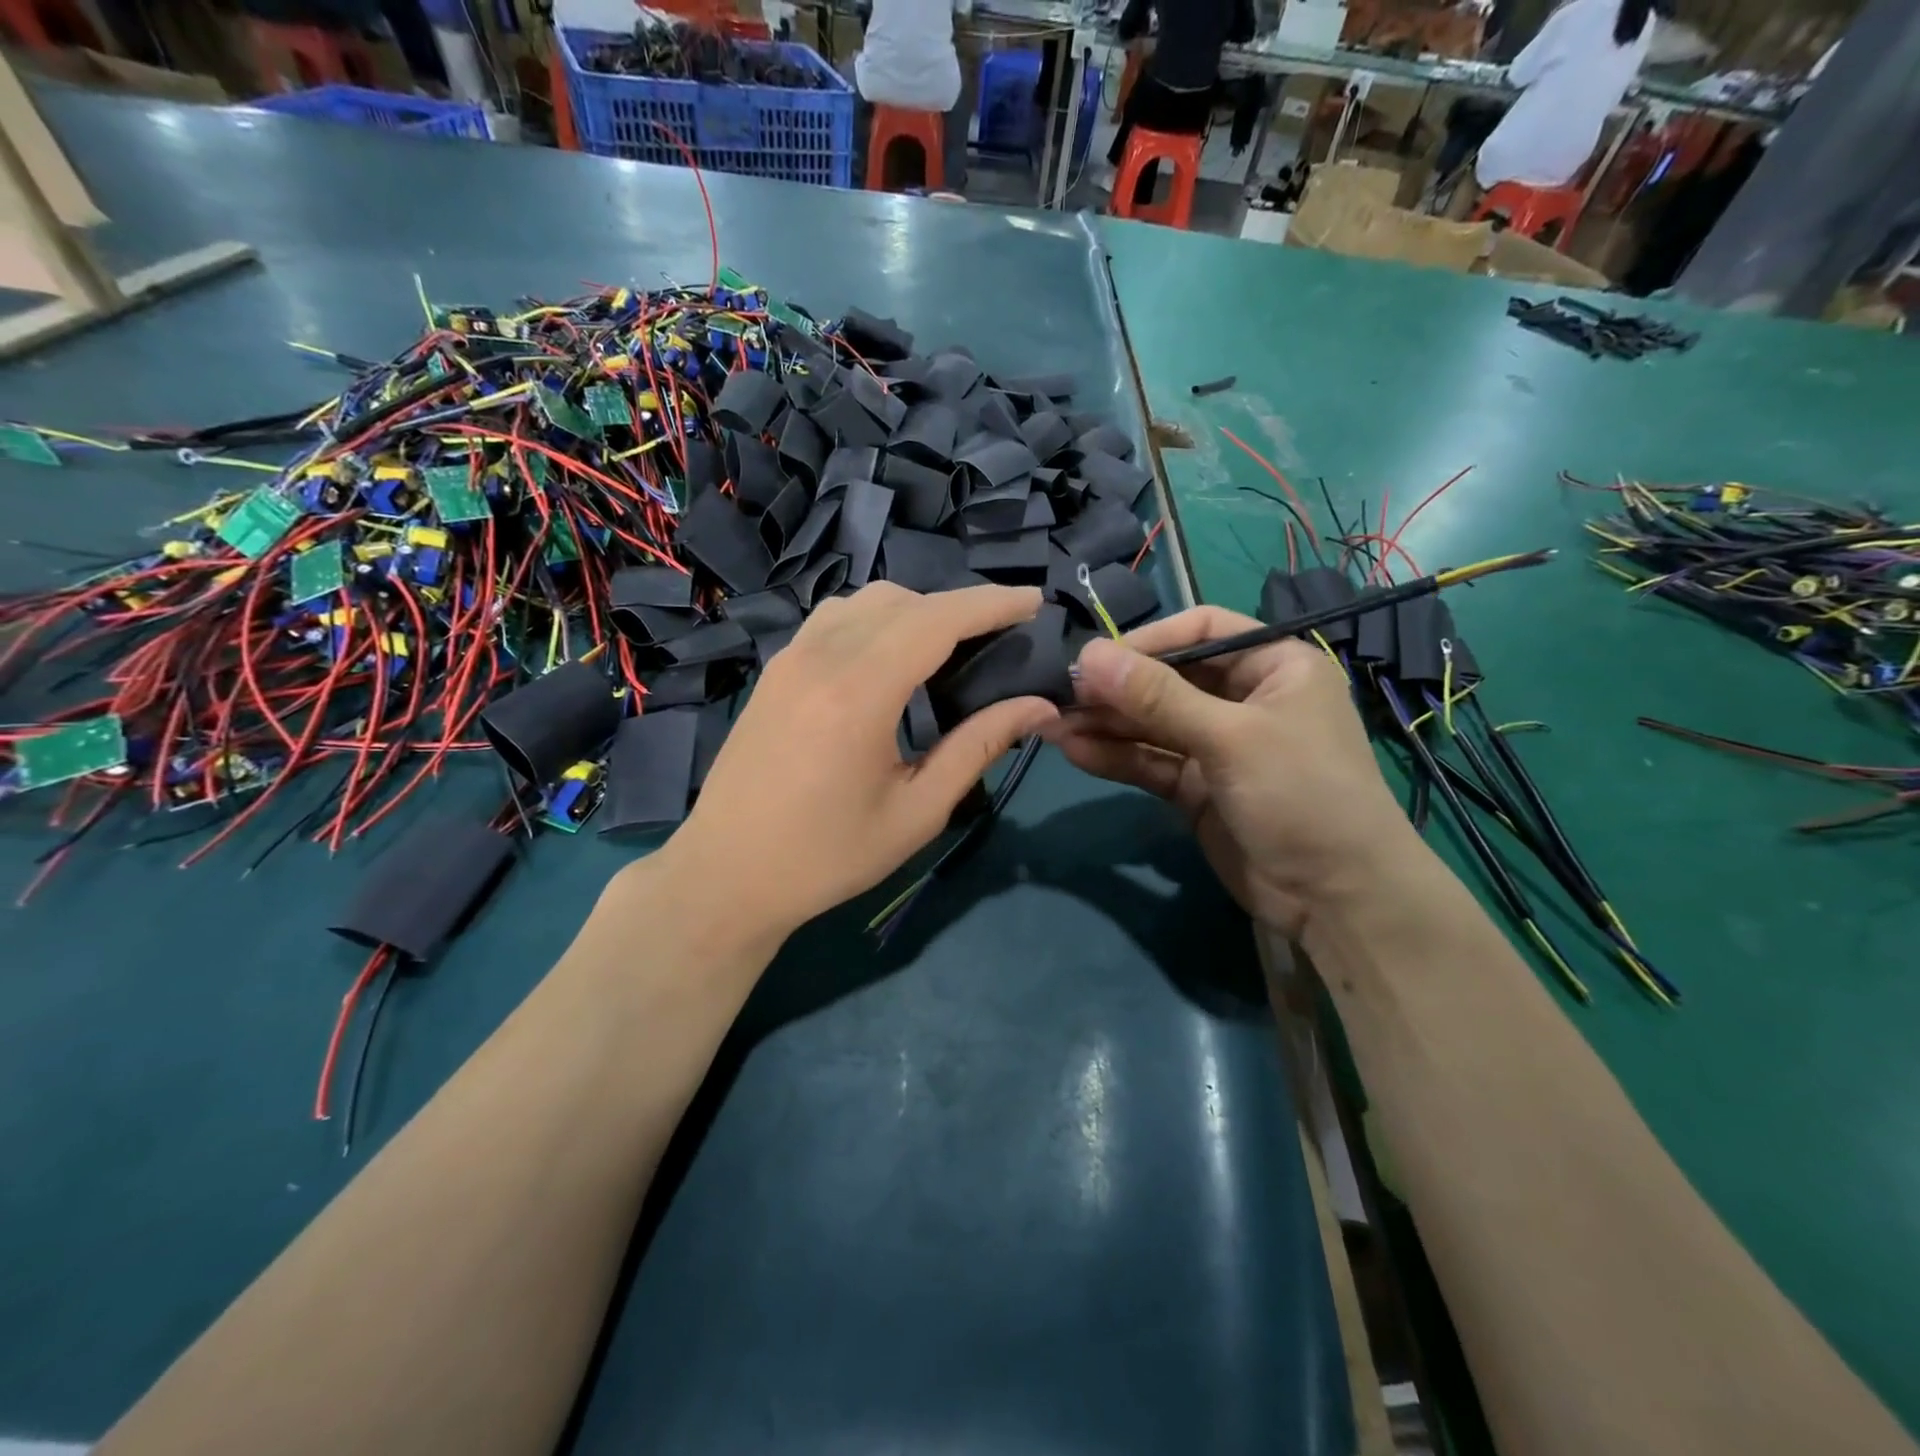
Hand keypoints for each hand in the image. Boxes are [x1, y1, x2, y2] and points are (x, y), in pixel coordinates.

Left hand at [672, 582, 1059, 938]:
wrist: (727, 875)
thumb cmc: (827, 856)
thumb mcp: (916, 811)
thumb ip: (978, 747)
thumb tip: (1039, 707)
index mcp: (859, 692)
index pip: (937, 620)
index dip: (991, 603)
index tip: (1035, 602)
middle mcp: (820, 657)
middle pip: (904, 601)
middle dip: (960, 607)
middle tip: (1001, 637)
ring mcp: (791, 658)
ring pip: (865, 602)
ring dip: (916, 610)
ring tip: (950, 647)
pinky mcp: (775, 670)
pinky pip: (834, 619)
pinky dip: (876, 620)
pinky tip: (890, 658)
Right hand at [1045, 608, 1420, 936]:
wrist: (1336, 900)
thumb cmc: (1301, 795)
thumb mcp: (1230, 737)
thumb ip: (1157, 698)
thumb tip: (1089, 655)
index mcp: (1275, 666)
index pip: (1202, 631)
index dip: (1148, 640)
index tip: (1096, 657)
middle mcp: (1245, 699)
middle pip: (1169, 679)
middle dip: (1117, 688)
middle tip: (1061, 693)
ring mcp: (1220, 746)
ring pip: (1153, 724)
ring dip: (1107, 723)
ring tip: (1052, 721)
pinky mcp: (1198, 788)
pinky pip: (1151, 762)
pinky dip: (1116, 757)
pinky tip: (1073, 750)